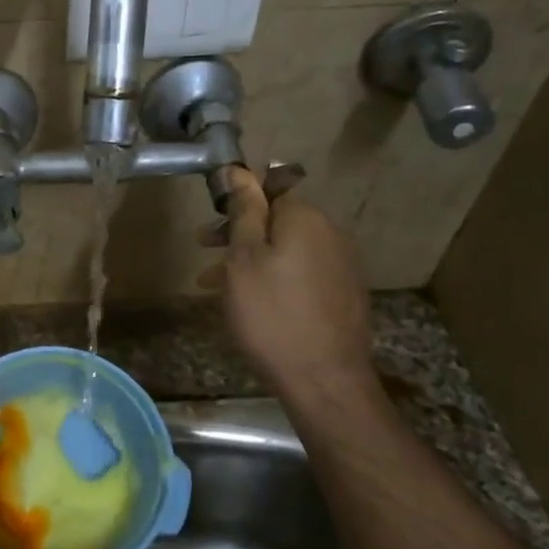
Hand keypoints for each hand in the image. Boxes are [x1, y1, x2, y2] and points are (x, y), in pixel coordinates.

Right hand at [199, 168, 378, 403]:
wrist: (324, 378)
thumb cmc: (271, 314)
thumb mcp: (244, 259)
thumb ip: (244, 211)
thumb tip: (239, 169)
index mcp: (306, 218)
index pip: (269, 188)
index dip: (237, 200)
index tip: (210, 223)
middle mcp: (331, 232)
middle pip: (278, 220)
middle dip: (239, 232)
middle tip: (204, 250)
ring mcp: (342, 264)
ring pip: (287, 249)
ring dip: (252, 258)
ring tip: (217, 285)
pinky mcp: (345, 293)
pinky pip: (302, 272)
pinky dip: (275, 277)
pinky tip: (254, 302)